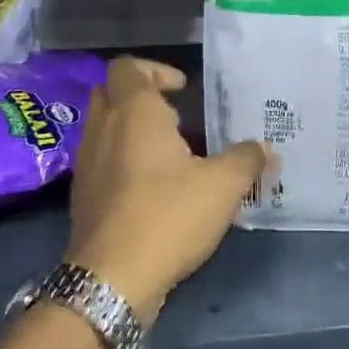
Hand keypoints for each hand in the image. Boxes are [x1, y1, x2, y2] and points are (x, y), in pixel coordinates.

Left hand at [63, 56, 266, 322]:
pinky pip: (101, 161)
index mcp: (133, 112)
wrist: (110, 282)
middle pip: (110, 92)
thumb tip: (266, 148)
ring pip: (103, 128)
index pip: (128, 67)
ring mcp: (87, 164)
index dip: (155, 70)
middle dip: (139, 96)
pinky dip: (121, 161)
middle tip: (175, 115)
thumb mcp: (222, 186)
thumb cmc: (167, 216)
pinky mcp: (82, 197)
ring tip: (169, 154)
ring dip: (130, 130)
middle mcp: (103, 129)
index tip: (184, 90)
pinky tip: (152, 188)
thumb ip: (246, 159)